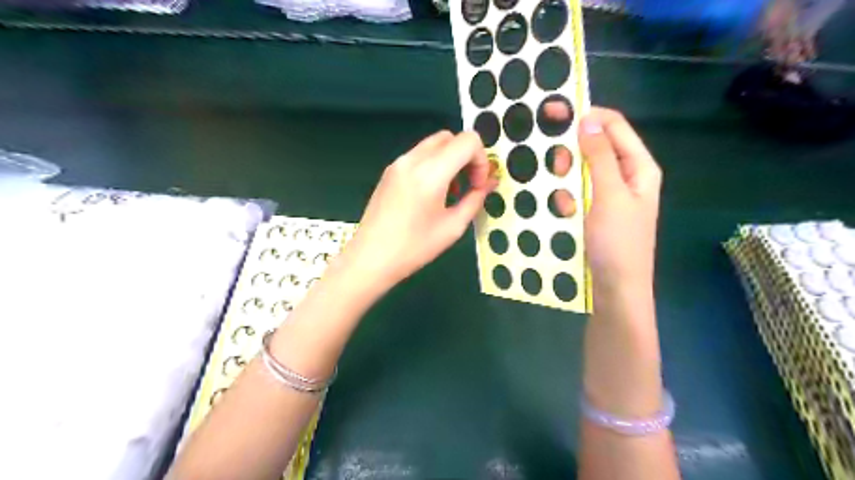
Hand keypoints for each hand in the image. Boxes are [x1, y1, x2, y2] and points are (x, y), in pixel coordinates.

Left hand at [343, 130, 499, 289]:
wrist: (370, 259)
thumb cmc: (414, 248)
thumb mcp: (452, 227)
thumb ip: (475, 200)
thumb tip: (490, 183)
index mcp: (430, 173)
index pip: (468, 141)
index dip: (482, 160)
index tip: (478, 185)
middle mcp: (412, 159)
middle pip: (451, 137)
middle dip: (467, 156)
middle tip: (469, 184)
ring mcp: (398, 163)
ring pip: (434, 144)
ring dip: (450, 160)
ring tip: (451, 191)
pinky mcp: (389, 171)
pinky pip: (419, 155)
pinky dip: (434, 164)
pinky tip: (432, 193)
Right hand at [548, 106, 658, 292]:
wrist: (616, 290)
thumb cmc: (618, 242)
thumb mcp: (610, 196)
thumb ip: (601, 157)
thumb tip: (588, 119)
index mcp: (639, 166)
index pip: (614, 126)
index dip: (586, 115)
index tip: (552, 113)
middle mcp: (627, 176)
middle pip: (597, 146)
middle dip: (573, 153)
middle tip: (556, 167)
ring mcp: (610, 195)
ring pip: (583, 170)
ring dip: (567, 178)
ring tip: (562, 199)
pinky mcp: (596, 211)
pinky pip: (578, 192)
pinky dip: (567, 197)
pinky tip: (563, 213)